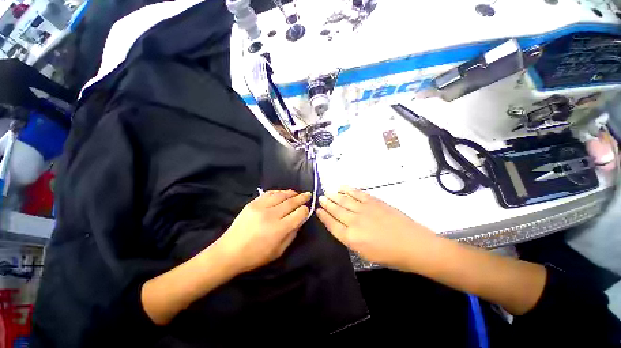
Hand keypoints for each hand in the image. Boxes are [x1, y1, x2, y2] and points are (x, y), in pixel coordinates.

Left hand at [214, 190, 310, 273]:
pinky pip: (269, 193)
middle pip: (291, 202)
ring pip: (281, 195)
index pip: (299, 213)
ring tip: (297, 193)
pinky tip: (282, 193)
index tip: (307, 209)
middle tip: (308, 195)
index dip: (305, 210)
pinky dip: (278, 192)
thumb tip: (300, 220)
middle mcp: (271, 215)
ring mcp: (261, 207)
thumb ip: (292, 234)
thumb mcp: (279, 251)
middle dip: (302, 198)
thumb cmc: (256, 256)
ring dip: (291, 193)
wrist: (229, 252)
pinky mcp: (252, 203)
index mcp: (279, 229)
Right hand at [316, 186, 435, 269]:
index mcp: (351, 238)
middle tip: (320, 198)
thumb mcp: (365, 254)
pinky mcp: (373, 201)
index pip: (331, 225)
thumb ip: (351, 240)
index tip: (318, 210)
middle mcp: (354, 222)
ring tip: (327, 193)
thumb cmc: (390, 255)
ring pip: (344, 200)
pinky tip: (342, 187)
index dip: (323, 216)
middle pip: (336, 210)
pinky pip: (357, 194)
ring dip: (334, 196)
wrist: (414, 245)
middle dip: (326, 204)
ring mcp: (364, 209)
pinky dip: (348, 190)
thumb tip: (342, 228)